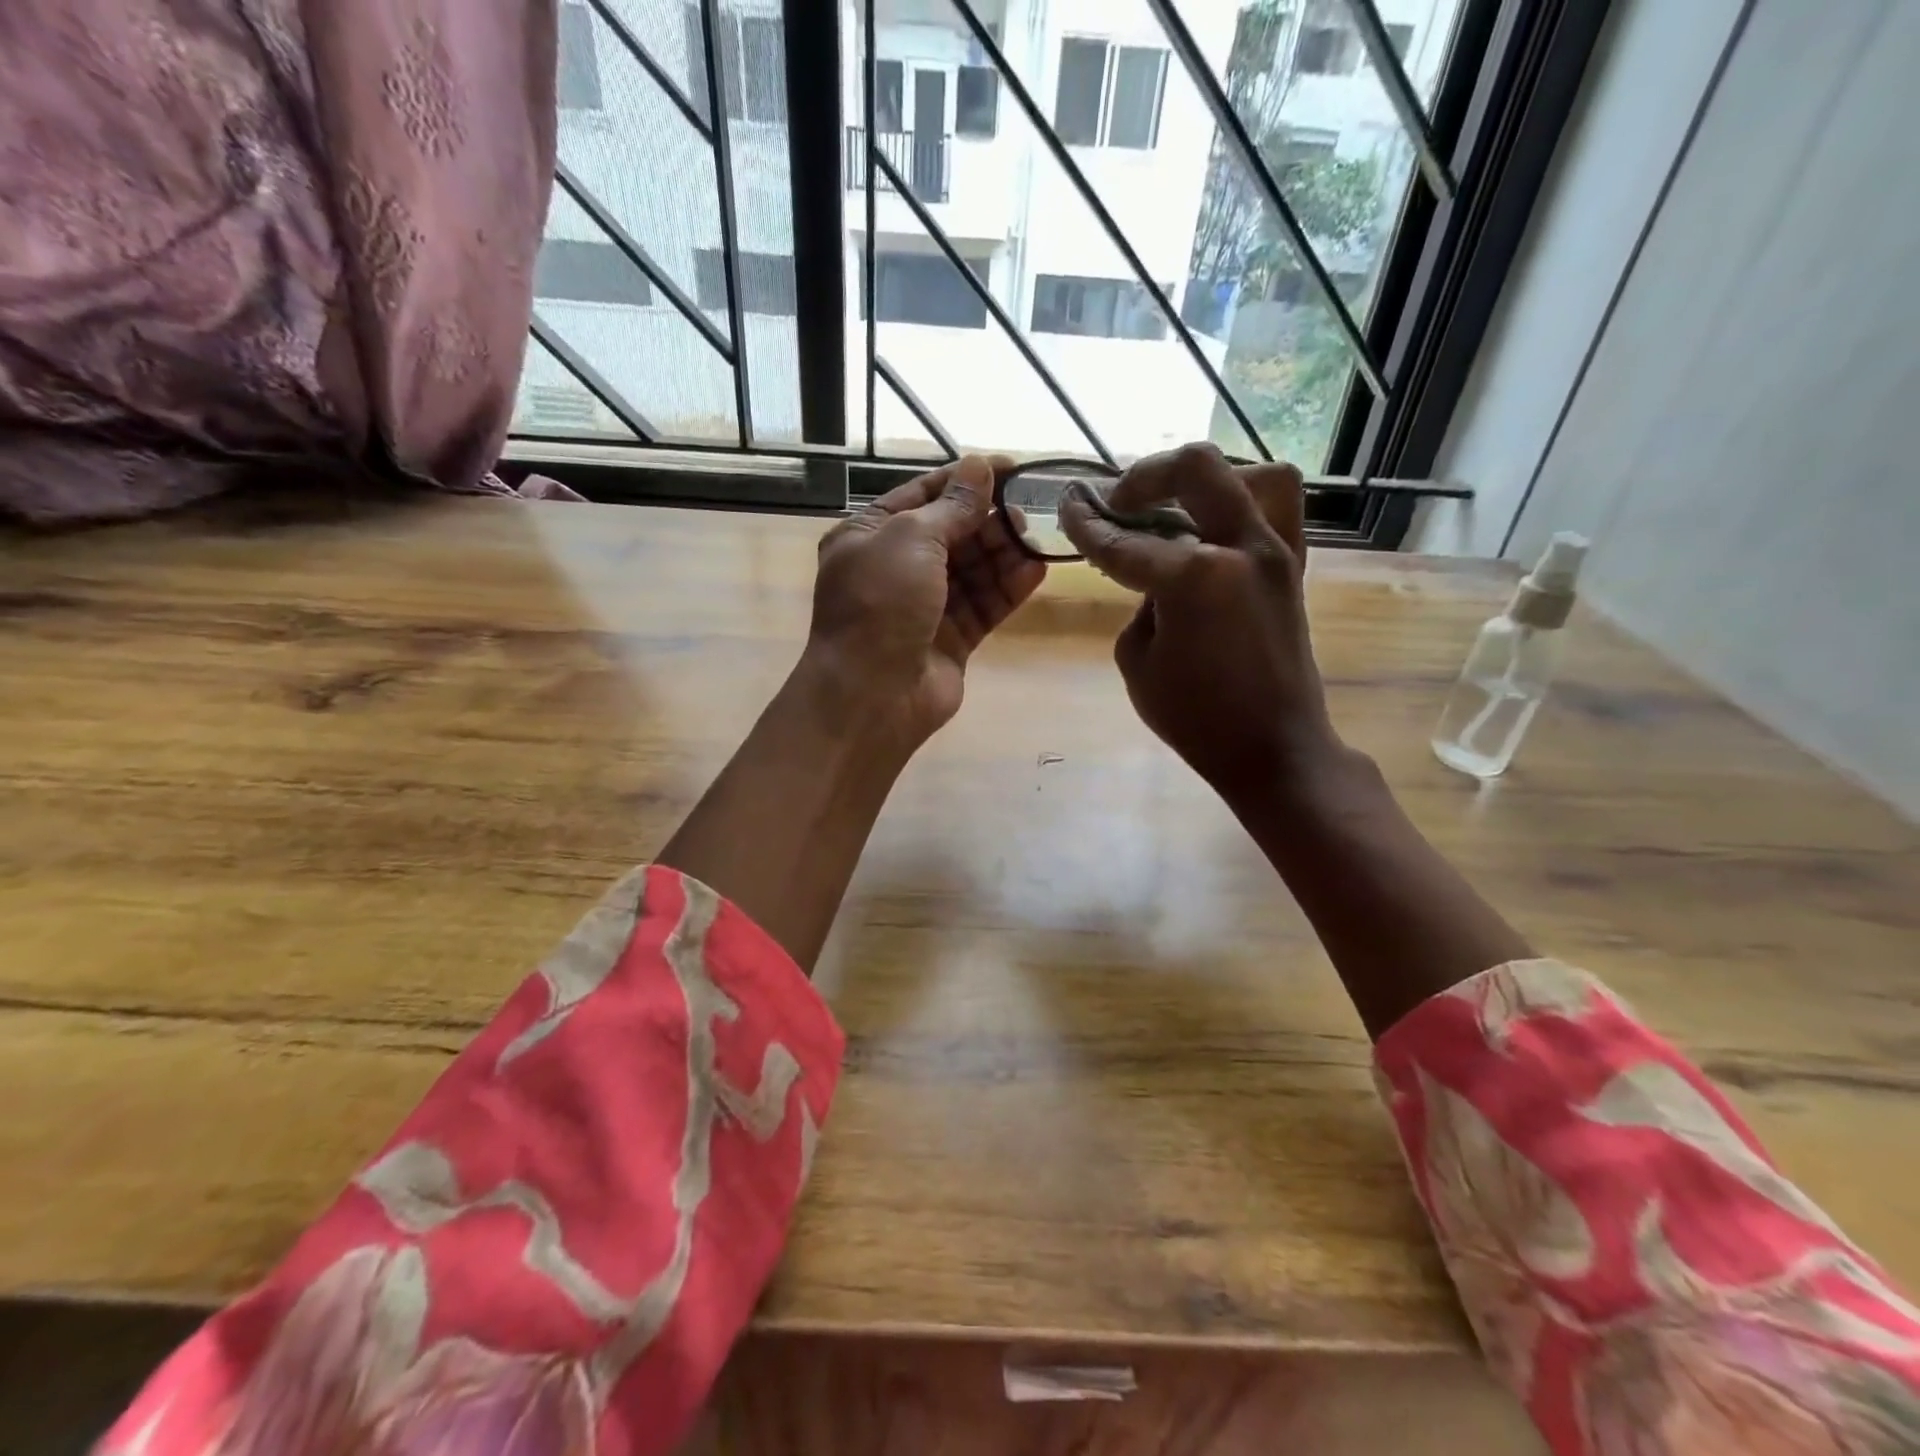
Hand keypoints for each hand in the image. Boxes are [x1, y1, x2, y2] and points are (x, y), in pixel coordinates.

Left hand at [805, 454, 1045, 747]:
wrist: (872, 694)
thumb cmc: (881, 604)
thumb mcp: (911, 538)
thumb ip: (951, 505)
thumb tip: (979, 466)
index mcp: (869, 536)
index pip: (923, 496)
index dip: (966, 479)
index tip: (1010, 467)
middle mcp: (895, 569)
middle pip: (951, 533)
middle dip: (987, 519)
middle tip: (1026, 509)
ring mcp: (923, 607)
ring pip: (971, 570)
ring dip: (1002, 552)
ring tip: (1035, 537)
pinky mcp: (950, 640)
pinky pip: (983, 606)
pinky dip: (1007, 588)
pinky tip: (1036, 570)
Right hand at [1059, 442, 1341, 798]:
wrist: (1273, 748)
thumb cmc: (1196, 718)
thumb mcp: (1137, 662)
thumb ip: (1139, 604)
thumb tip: (1153, 575)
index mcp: (1193, 578)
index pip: (1124, 541)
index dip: (1087, 526)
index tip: (1067, 507)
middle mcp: (1240, 547)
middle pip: (1193, 469)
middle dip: (1144, 477)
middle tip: (1118, 502)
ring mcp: (1276, 551)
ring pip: (1248, 474)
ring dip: (1201, 482)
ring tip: (1174, 508)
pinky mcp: (1293, 566)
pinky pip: (1276, 508)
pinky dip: (1242, 501)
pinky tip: (1213, 526)